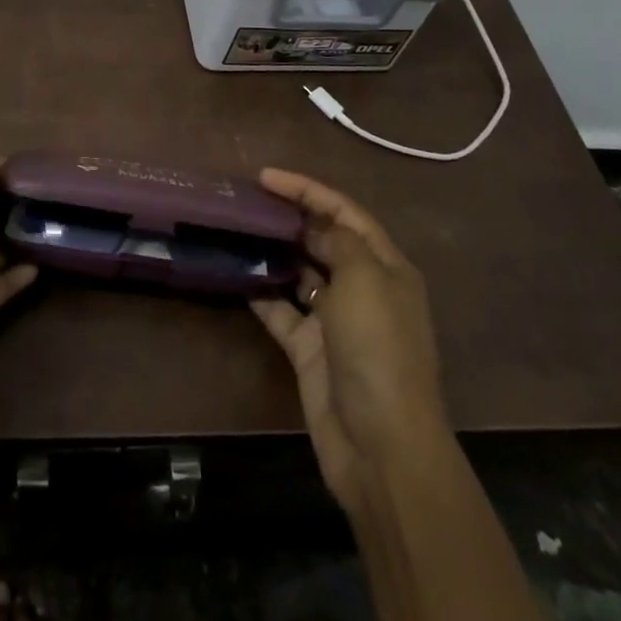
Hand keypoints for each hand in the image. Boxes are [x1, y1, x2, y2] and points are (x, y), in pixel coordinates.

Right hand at [251, 167, 448, 518]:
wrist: (380, 444)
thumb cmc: (378, 349)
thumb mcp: (364, 280)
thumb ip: (339, 242)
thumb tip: (317, 230)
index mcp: (384, 267)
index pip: (344, 212)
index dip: (307, 189)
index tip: (265, 176)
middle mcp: (362, 288)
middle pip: (322, 239)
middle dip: (288, 217)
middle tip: (245, 201)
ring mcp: (334, 320)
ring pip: (300, 272)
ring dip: (273, 252)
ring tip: (235, 229)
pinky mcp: (309, 349)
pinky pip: (281, 310)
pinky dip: (261, 292)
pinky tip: (236, 274)